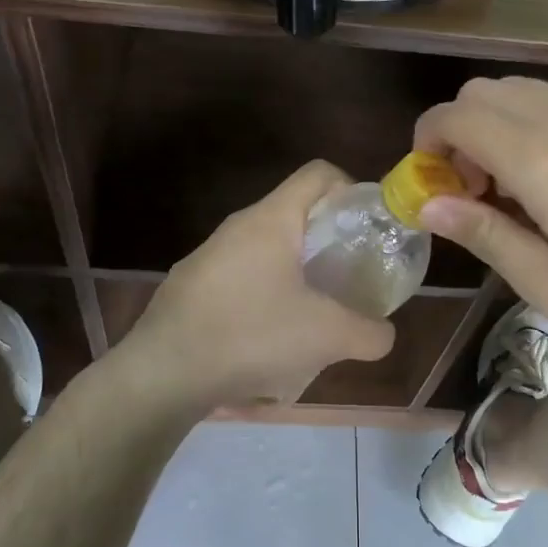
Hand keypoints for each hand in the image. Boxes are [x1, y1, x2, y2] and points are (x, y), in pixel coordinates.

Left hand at [119, 161, 396, 412]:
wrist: (163, 373)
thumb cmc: (251, 335)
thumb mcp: (327, 337)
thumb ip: (370, 333)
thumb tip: (384, 334)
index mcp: (271, 220)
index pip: (318, 173)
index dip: (350, 188)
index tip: (366, 227)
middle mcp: (237, 226)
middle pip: (293, 212)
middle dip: (326, 238)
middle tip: (347, 274)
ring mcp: (207, 255)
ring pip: (264, 246)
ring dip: (294, 268)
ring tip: (311, 309)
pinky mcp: (189, 285)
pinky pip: (239, 274)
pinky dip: (263, 291)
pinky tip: (267, 333)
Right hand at [414, 77, 547, 337]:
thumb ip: (485, 236)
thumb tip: (429, 205)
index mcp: (536, 156)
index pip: (454, 116)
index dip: (426, 141)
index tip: (431, 185)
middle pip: (480, 92)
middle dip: (457, 132)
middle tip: (473, 189)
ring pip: (518, 91)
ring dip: (494, 127)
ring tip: (513, 187)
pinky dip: (530, 127)